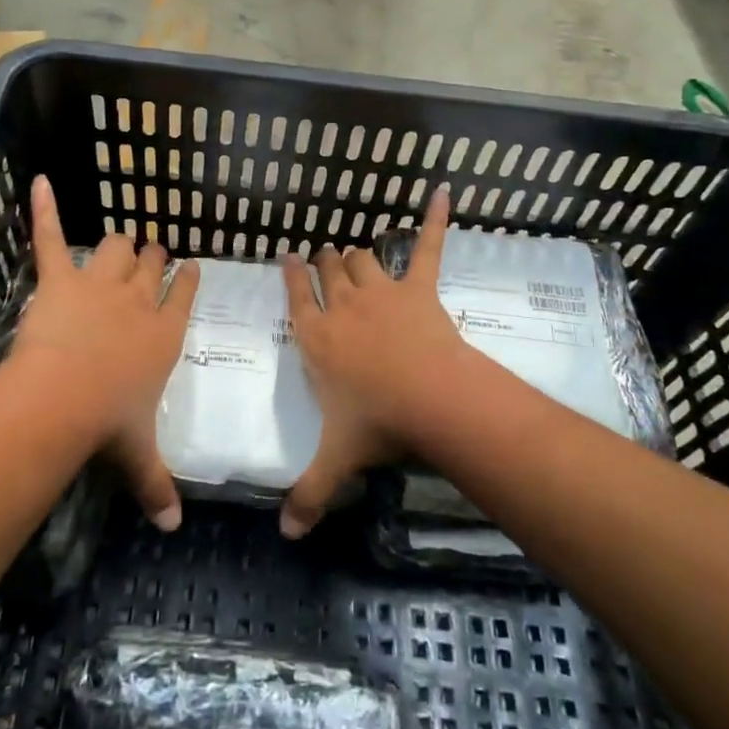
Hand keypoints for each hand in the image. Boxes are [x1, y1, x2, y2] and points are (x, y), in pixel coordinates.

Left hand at [11, 175, 198, 530]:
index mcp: (165, 334)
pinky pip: (50, 236)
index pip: (184, 296)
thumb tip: (173, 529)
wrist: (65, 398)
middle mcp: (140, 301)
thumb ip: (157, 487)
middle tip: (152, 255)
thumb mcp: (138, 457)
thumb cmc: (110, 423)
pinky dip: (43, 209)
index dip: (188, 279)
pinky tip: (38, 180)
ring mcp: (100, 284)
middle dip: (153, 258)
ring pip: (117, 247)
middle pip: (152, 266)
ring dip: (119, 244)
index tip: (190, 266)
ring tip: (120, 242)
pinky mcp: (60, 278)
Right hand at [278, 189, 472, 537]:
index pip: (295, 297)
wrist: (430, 399)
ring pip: (362, 258)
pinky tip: (443, 193)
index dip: (290, 274)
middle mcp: (341, 306)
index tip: (288, 257)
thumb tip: (285, 536)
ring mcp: (381, 291)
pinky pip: (428, 247)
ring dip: (357, 254)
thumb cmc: (375, 424)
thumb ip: (308, 495)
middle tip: (324, 258)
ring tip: (355, 253)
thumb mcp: (336, 461)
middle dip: (324, 260)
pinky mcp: (419, 288)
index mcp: (315, 337)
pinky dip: (435, 220)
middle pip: (327, 269)